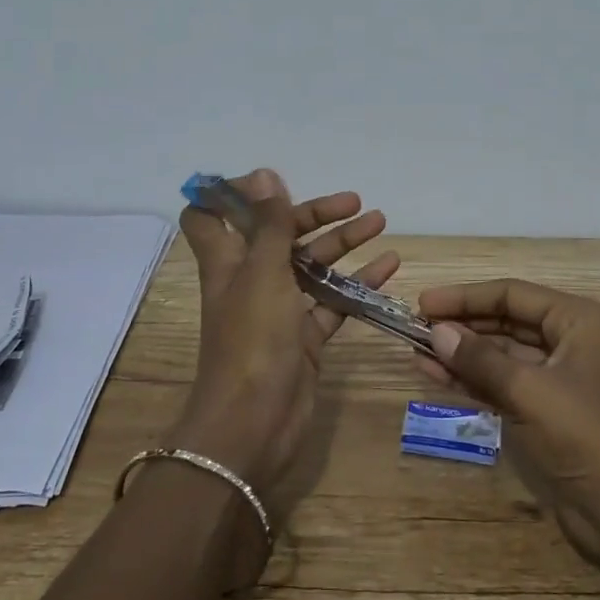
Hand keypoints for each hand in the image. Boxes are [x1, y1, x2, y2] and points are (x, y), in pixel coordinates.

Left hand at [173, 169, 396, 495]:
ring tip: (380, 222)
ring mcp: (278, 311)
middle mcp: (250, 281)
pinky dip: (358, 284)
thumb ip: (268, 225)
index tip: (270, 183)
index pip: (210, 217)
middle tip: (354, 202)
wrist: (254, 425)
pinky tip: (389, 268)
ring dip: (342, 243)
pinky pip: (333, 302)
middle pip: (278, 235)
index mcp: (227, 262)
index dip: (231, 195)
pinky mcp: (304, 338)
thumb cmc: (252, 340)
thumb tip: (264, 174)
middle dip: (313, 214)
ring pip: (311, 266)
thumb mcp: (262, 273)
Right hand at [413, 280, 599, 579]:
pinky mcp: (544, 410)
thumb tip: (435, 331)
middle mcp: (568, 340)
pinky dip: (469, 378)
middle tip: (413, 326)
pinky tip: (433, 374)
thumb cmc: (585, 436)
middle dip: (461, 323)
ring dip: (460, 352)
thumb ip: (480, 359)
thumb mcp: (529, 390)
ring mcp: (556, 377)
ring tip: (415, 350)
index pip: (512, 294)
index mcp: (577, 320)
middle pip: (505, 320)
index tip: (423, 303)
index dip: (465, 296)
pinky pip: (500, 382)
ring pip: (499, 353)